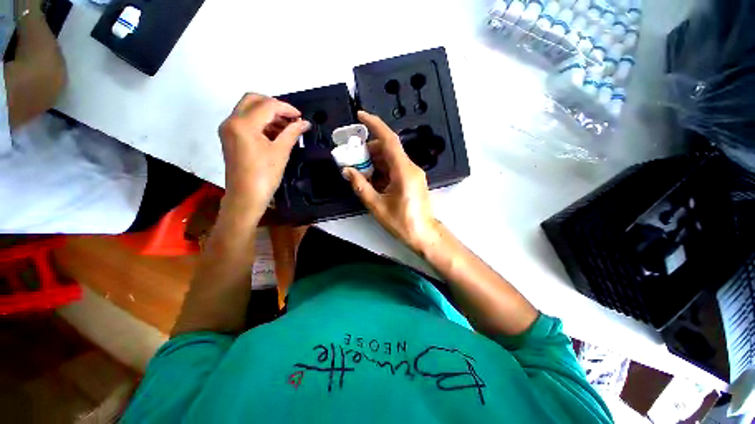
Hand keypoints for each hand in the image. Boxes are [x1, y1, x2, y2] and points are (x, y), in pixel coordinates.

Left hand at [218, 93, 309, 221]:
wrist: (246, 196)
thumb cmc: (265, 175)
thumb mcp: (281, 152)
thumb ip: (292, 133)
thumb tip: (305, 123)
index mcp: (243, 124)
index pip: (267, 105)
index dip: (286, 108)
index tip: (301, 117)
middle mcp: (231, 121)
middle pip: (253, 100)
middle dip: (274, 106)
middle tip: (291, 118)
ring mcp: (229, 129)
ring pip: (248, 109)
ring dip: (268, 114)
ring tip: (287, 127)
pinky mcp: (230, 137)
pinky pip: (246, 121)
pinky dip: (261, 122)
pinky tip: (275, 133)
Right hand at [344, 111, 439, 251]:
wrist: (424, 234)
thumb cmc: (403, 223)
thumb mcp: (377, 206)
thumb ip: (361, 186)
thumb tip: (347, 171)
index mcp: (403, 171)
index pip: (389, 140)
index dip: (375, 125)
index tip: (361, 116)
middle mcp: (410, 168)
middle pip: (388, 149)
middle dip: (368, 150)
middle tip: (352, 157)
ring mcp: (413, 173)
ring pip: (391, 158)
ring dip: (374, 161)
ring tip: (359, 171)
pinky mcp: (412, 179)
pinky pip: (395, 168)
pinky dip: (382, 170)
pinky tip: (371, 179)